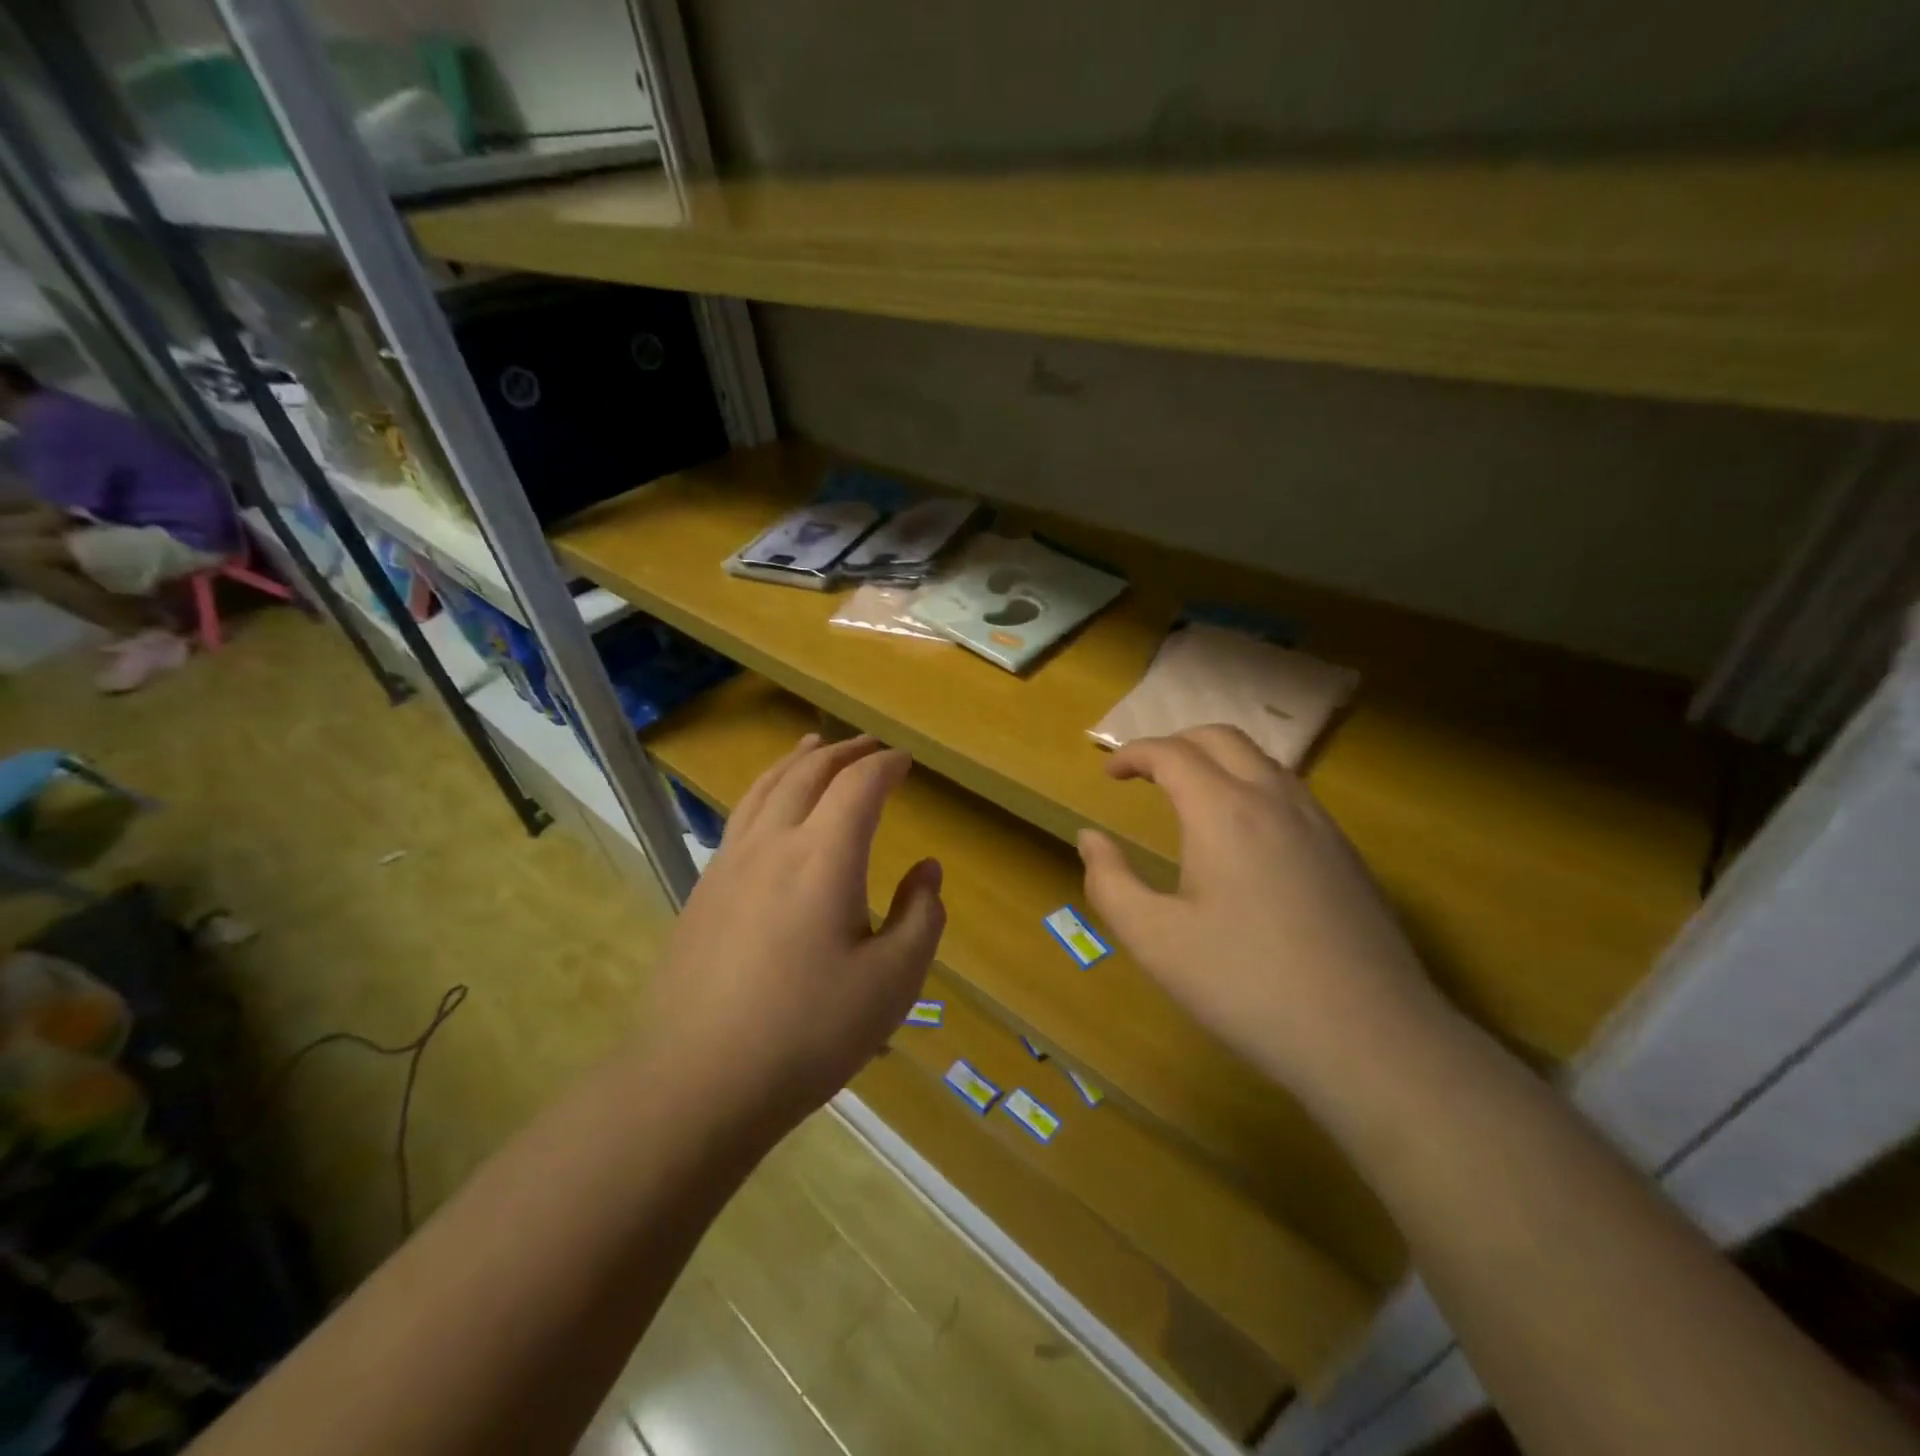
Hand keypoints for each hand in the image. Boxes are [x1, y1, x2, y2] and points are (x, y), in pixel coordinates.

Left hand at [646, 734, 944, 1135]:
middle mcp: (773, 843)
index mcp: (824, 856)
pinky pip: (741, 816)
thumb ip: (921, 916)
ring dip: (798, 760)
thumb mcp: (892, 983)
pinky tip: (770, 809)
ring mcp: (729, 864)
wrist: (695, 1081)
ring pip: (766, 787)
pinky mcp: (704, 890)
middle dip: (845, 752)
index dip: (887, 766)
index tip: (907, 761)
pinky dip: (767, 790)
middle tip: (870, 747)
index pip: (859, 786)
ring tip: (814, 745)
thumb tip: (928, 870)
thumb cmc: (807, 1033)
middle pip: (809, 772)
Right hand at [1076, 725, 1439, 1095]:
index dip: (1134, 753)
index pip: (1172, 753)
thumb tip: (1090, 838)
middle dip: (1177, 743)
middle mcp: (1275, 800)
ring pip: (1264, 761)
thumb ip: (1110, 882)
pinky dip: (1254, 787)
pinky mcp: (1347, 853)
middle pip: (1222, 738)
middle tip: (1147, 773)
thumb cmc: (1246, 986)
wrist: (1369, 1039)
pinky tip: (1246, 837)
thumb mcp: (1155, 941)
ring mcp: (1320, 824)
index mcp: (1224, 811)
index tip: (1109, 773)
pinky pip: (1292, 793)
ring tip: (1192, 796)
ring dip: (1219, 761)